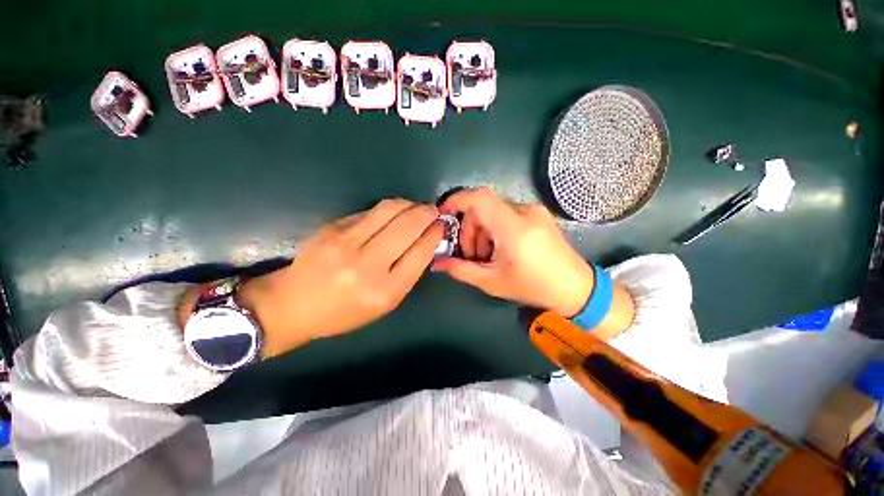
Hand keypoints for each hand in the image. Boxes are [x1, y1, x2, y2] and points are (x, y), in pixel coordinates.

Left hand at [226, 200, 443, 357]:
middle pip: (408, 226)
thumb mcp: (384, 304)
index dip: (435, 233)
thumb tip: (425, 241)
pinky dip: (388, 209)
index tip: (441, 225)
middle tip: (433, 211)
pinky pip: (369, 212)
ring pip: (389, 210)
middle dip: (427, 213)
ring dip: (409, 204)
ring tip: (415, 207)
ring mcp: (347, 243)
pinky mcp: (332, 228)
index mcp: (385, 291)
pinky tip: (393, 212)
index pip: (420, 252)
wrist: (293, 305)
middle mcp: (368, 265)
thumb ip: (407, 273)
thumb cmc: (344, 312)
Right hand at [432, 187, 595, 316]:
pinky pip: (506, 214)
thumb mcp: (492, 282)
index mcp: (514, 227)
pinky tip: (499, 249)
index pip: (479, 198)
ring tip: (485, 256)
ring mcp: (533, 211)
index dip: (457, 200)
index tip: (444, 214)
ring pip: (494, 211)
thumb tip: (438, 262)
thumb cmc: (533, 287)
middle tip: (470, 254)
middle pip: (483, 207)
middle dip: (469, 229)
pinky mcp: (538, 215)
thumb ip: (462, 270)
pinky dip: (495, 229)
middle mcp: (524, 212)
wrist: (575, 288)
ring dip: (482, 231)